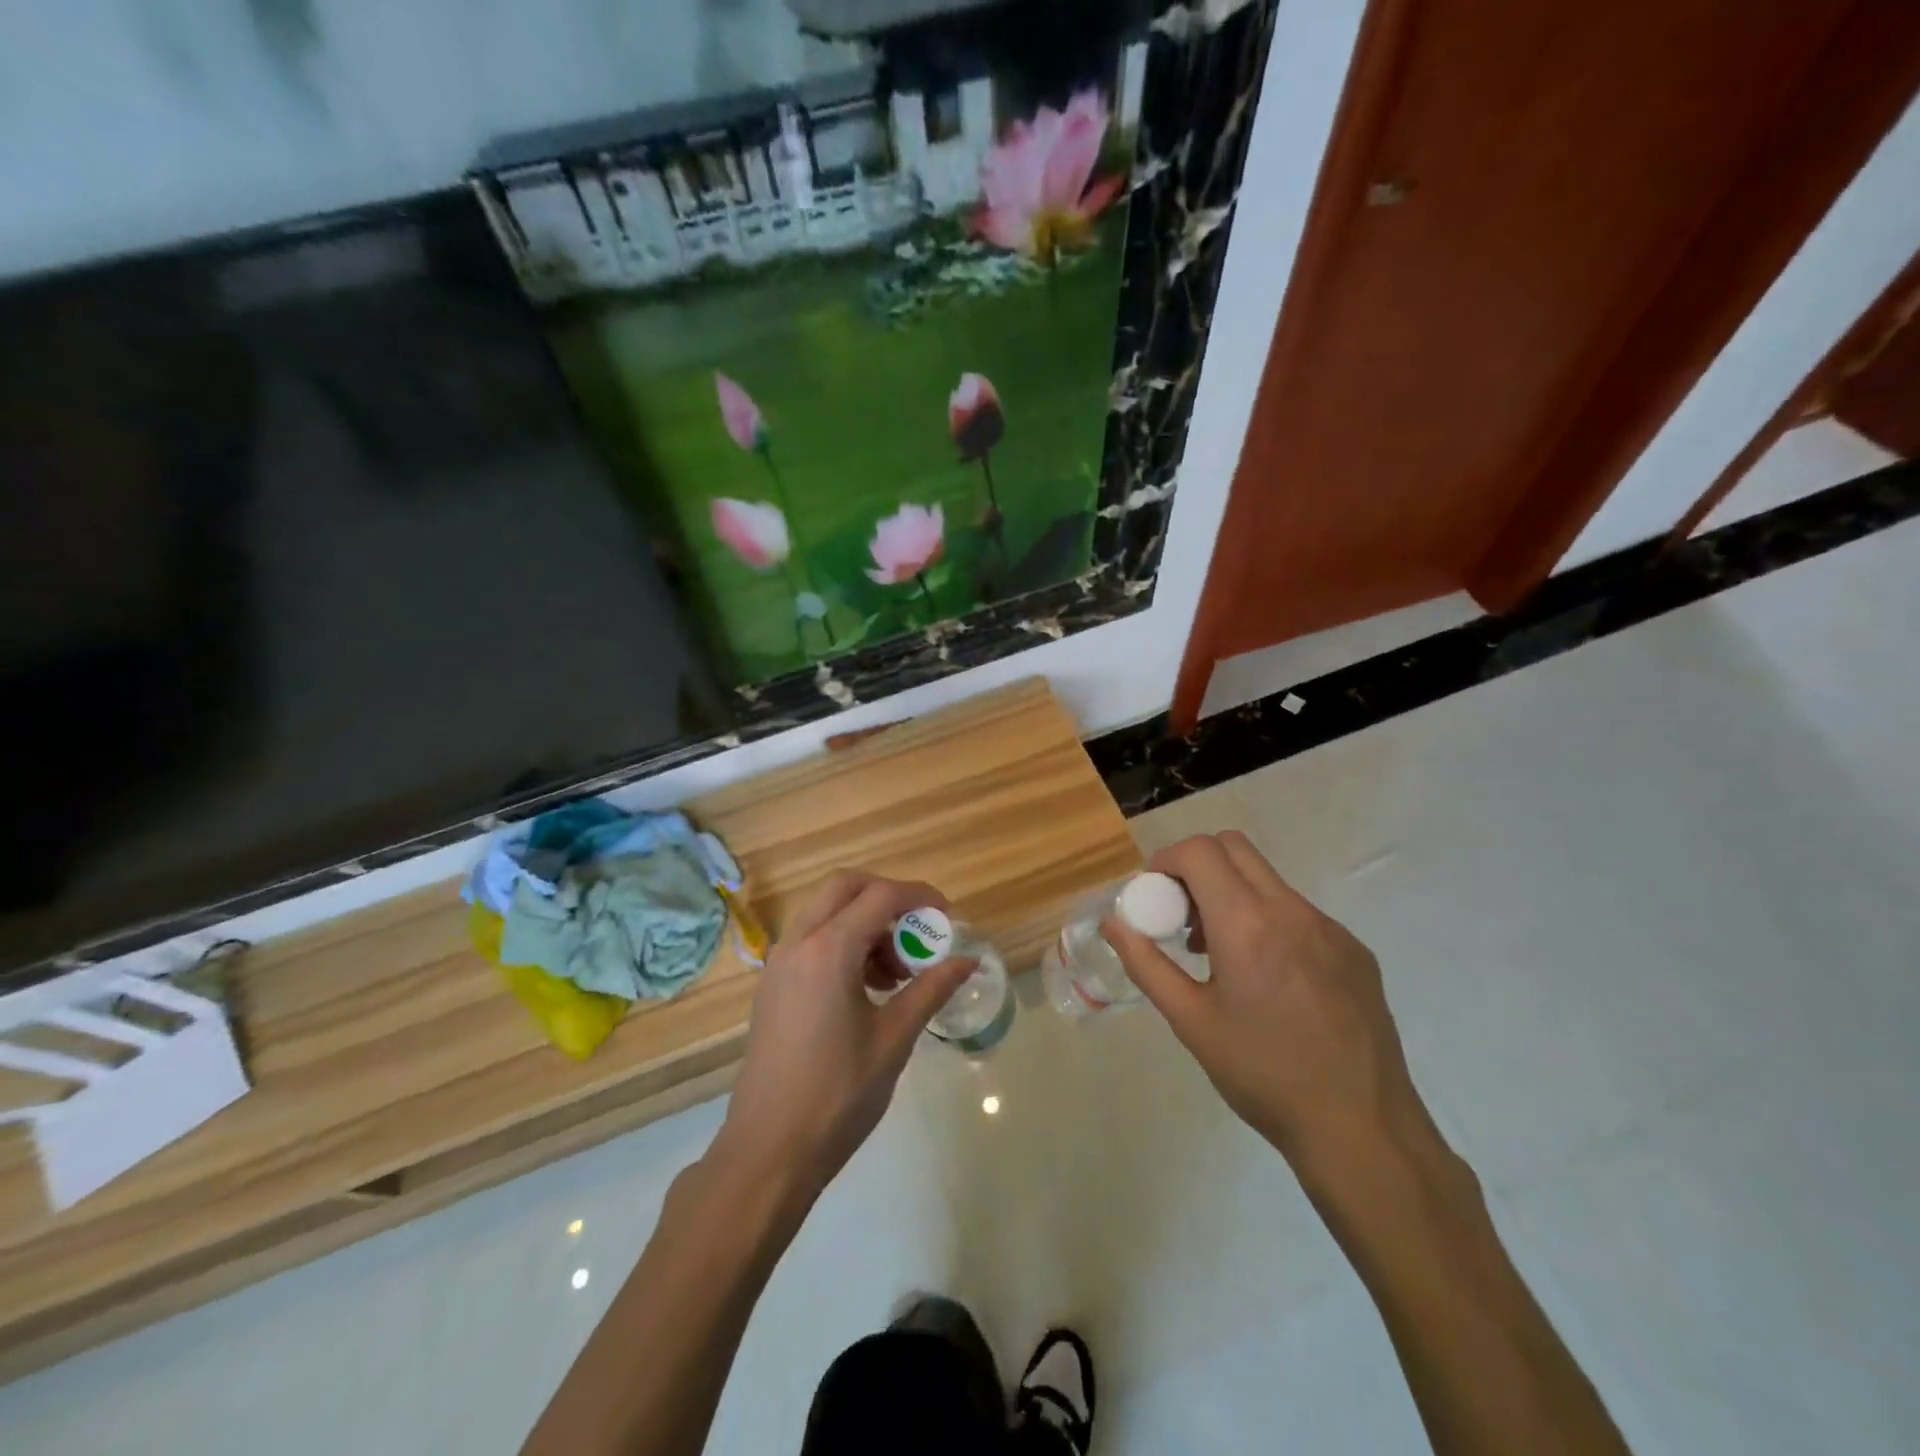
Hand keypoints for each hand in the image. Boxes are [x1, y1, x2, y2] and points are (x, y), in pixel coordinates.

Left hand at [711, 871, 973, 1209]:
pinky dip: (843, 940)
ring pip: (826, 910)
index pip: (881, 895)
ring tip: (896, 971)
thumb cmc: (838, 1094)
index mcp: (829, 949)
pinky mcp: (773, 983)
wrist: (768, 1150)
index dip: (920, 897)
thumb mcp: (894, 1038)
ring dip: (864, 920)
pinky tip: (867, 987)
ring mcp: (779, 962)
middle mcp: (798, 942)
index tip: (948, 918)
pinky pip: (811, 938)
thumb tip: (969, 961)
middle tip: (917, 931)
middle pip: (845, 886)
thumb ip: (931, 989)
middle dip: (887, 896)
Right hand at [1103, 832, 1431, 1173]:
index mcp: (1246, 924)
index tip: (1153, 895)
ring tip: (1220, 954)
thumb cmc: (1263, 1075)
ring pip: (1268, 880)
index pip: (1200, 851)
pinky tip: (1269, 980)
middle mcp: (1291, 910)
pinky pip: (1299, 913)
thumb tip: (1113, 923)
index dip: (1166, 860)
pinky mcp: (1355, 950)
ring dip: (1232, 894)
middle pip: (1234, 848)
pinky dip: (1268, 921)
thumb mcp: (1191, 1021)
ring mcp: (1330, 928)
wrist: (1362, 1129)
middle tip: (1182, 915)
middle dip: (1197, 867)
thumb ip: (1146, 964)